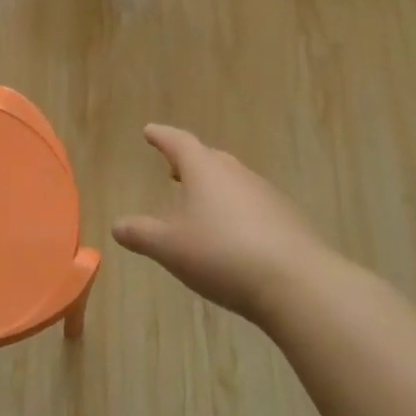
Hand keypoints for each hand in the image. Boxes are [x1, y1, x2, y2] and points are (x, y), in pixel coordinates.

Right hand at [113, 124, 337, 324]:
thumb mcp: (169, 247)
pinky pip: (253, 205)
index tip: (150, 131)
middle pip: (210, 159)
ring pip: (234, 181)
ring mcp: (267, 196)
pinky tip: (232, 233)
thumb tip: (117, 225)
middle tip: (173, 167)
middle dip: (189, 161)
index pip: (179, 143)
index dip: (162, 137)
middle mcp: (237, 175)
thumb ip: (140, 234)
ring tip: (199, 201)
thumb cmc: (222, 255)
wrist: (297, 284)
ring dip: (214, 186)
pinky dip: (235, 210)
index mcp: (205, 171)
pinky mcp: (287, 221)